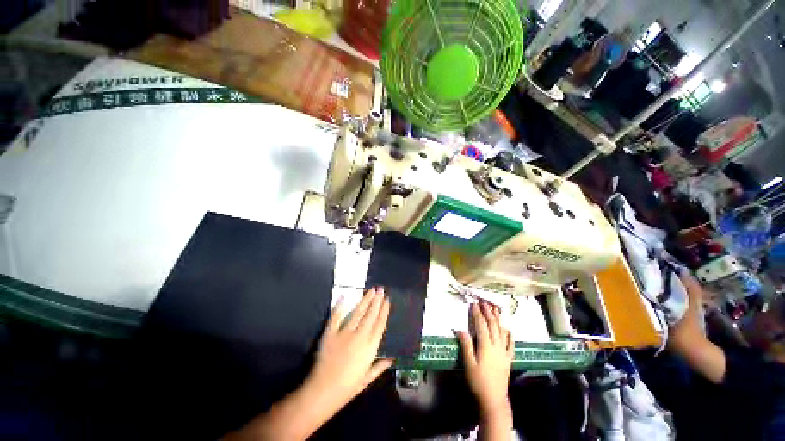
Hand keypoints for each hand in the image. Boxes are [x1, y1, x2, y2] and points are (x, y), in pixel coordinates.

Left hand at [304, 287, 393, 411]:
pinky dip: (340, 306)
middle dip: (377, 301)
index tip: (387, 300)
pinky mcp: (330, 333)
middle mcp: (359, 336)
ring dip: (365, 300)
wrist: (322, 392)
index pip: (380, 324)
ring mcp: (344, 333)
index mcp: (370, 347)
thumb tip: (392, 358)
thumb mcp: (366, 379)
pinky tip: (345, 296)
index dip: (384, 311)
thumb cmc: (347, 388)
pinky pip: (336, 316)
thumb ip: (379, 367)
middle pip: (371, 315)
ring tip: (371, 290)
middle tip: (381, 289)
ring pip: (358, 312)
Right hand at [455, 302, 513, 417]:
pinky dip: (510, 335)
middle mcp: (496, 346)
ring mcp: (504, 352)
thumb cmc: (478, 381)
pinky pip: (511, 344)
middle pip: (492, 325)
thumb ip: (466, 345)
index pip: (481, 325)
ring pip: (502, 331)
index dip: (477, 313)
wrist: (494, 399)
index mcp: (485, 346)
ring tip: (495, 309)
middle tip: (484, 302)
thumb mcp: (468, 363)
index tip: (474, 304)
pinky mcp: (508, 359)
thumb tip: (460, 329)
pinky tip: (508, 330)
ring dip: (498, 319)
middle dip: (488, 312)